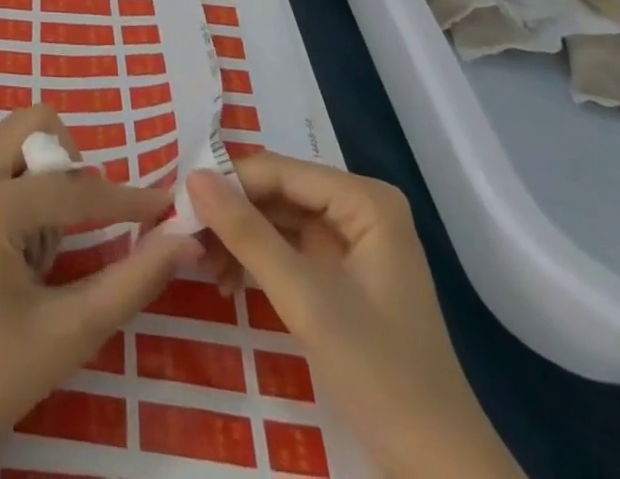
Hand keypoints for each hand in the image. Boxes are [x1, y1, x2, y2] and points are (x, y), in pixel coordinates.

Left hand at [0, 105, 200, 478]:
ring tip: (49, 238)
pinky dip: (21, 178)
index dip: (128, 200)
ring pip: (13, 135)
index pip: (75, 186)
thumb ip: (132, 280)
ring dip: (44, 169)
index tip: (168, 207)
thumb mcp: (71, 332)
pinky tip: (25, 239)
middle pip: (36, 124)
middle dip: (71, 166)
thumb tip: (183, 240)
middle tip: (83, 225)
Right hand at [189, 153, 522, 478]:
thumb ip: (247, 233)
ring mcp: (353, 243)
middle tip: (181, 237)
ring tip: (196, 263)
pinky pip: (288, 249)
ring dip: (237, 239)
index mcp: (364, 200)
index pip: (277, 171)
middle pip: (276, 193)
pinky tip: (225, 281)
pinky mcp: (343, 276)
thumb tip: (192, 176)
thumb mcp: (305, 300)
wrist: (442, 474)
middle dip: (229, 214)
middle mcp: (359, 208)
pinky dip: (256, 262)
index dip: (226, 184)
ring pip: (277, 220)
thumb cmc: (381, 376)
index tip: (177, 205)